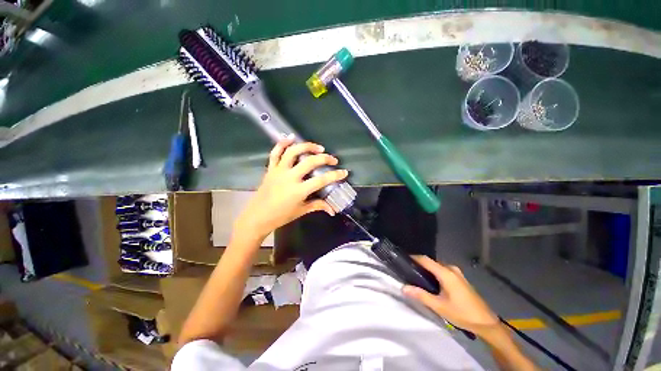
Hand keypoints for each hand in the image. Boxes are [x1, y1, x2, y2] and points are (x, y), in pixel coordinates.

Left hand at [234, 138, 348, 238]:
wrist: (257, 217)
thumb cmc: (281, 216)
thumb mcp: (301, 211)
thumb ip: (318, 206)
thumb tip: (333, 210)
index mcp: (298, 191)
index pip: (321, 180)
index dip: (335, 175)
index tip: (344, 172)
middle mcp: (289, 177)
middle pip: (310, 162)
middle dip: (324, 158)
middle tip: (332, 159)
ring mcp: (279, 171)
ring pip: (293, 152)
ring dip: (307, 146)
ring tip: (318, 147)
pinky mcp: (271, 169)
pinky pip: (275, 153)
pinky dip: (282, 143)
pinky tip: (291, 137)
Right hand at [403, 256, 499, 338]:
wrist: (486, 323)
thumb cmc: (462, 314)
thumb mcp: (439, 306)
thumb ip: (421, 295)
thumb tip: (403, 288)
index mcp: (446, 273)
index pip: (425, 259)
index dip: (413, 258)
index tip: (402, 261)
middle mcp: (451, 269)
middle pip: (431, 262)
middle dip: (419, 265)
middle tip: (408, 272)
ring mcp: (457, 273)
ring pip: (437, 266)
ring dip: (427, 270)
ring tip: (417, 277)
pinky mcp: (460, 278)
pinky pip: (443, 271)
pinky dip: (434, 273)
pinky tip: (431, 283)